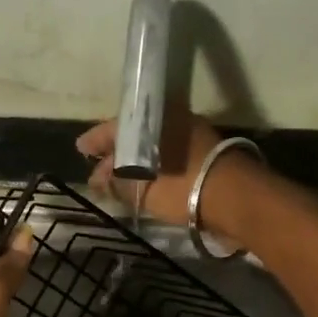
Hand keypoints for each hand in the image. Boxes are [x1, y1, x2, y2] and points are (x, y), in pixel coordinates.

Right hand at [76, 112, 266, 239]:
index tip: (81, 149)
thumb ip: (115, 182)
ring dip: (135, 165)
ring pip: (153, 148)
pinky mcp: (206, 156)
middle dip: (115, 156)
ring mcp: (192, 137)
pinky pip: (168, 158)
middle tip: (98, 174)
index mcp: (155, 119)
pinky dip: (153, 170)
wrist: (236, 198)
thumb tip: (98, 179)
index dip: (96, 140)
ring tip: (119, 184)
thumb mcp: (141, 187)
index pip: (116, 126)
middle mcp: (173, 121)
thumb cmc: (183, 186)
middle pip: (135, 136)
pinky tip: (146, 185)